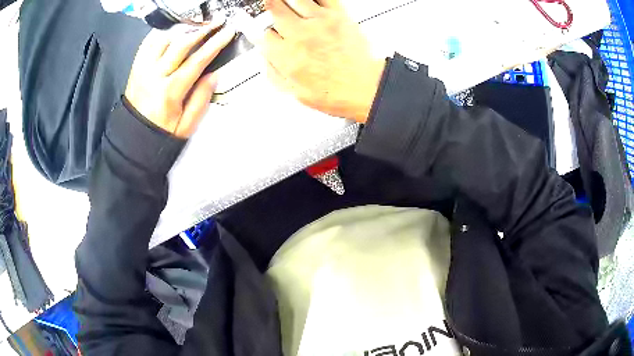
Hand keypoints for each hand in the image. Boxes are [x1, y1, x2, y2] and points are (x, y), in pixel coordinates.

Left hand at [125, 24, 234, 137]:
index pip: (196, 61)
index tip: (228, 32)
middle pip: (180, 44)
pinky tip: (173, 31)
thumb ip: (201, 99)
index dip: (215, 44)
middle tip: (215, 22)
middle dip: (201, 30)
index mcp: (169, 92)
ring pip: (163, 39)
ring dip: (182, 29)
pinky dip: (161, 33)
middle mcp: (154, 76)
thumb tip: (214, 74)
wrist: (133, 140)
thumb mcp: (186, 125)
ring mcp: (142, 70)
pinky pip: (148, 43)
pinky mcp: (136, 68)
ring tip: (196, 25)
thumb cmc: (161, 134)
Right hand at [262, 0, 384, 122]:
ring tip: (285, 4)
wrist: (365, 88)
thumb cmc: (335, 93)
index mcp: (286, 55)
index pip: (262, 33)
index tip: (261, 30)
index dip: (259, 31)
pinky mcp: (338, 16)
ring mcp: (319, 22)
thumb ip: (274, 72)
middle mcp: (299, 34)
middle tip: (270, 8)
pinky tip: (308, 2)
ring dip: (286, 0)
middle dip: (269, 7)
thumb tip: (264, 56)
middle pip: (273, 9)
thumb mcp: (294, 93)